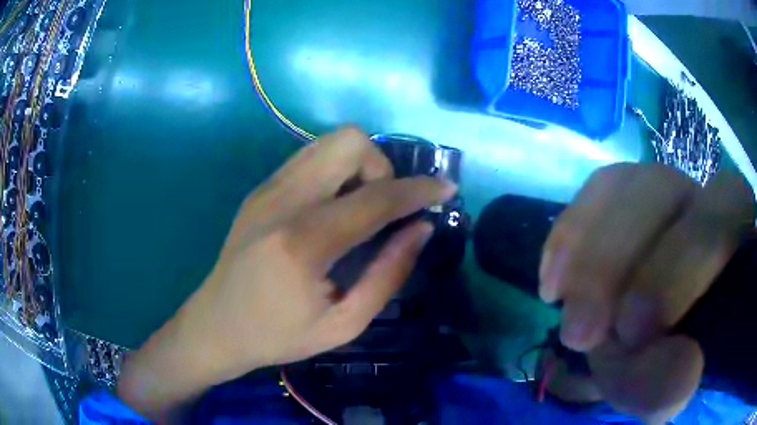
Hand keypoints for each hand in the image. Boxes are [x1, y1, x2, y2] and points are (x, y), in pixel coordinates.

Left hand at [117, 127, 455, 417]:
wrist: (217, 325)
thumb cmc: (278, 335)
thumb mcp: (345, 324)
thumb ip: (389, 273)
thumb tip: (421, 228)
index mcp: (304, 242)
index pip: (376, 197)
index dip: (419, 189)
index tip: (445, 188)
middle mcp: (283, 199)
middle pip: (350, 141)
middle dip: (381, 167)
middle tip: (383, 207)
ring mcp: (267, 188)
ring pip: (329, 141)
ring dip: (359, 165)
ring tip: (359, 207)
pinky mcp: (260, 188)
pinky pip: (311, 157)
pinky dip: (336, 171)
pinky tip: (332, 207)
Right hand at [539, 164, 753, 421]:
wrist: (644, 339)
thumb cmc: (663, 359)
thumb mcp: (664, 389)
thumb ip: (671, 386)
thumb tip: (682, 363)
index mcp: (731, 240)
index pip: (716, 226)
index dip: (675, 273)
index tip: (631, 334)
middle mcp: (698, 196)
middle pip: (660, 190)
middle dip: (615, 262)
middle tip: (579, 332)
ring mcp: (660, 186)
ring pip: (621, 183)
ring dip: (586, 249)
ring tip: (560, 304)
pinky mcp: (622, 190)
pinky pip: (594, 191)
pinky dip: (569, 235)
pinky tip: (554, 280)